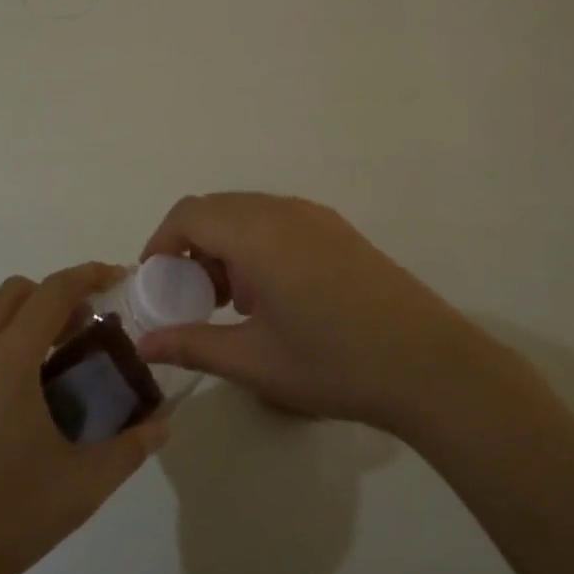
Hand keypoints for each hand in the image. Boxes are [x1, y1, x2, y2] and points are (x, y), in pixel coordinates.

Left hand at [0, 263, 168, 573]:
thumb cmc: (8, 517)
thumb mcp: (83, 485)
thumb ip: (130, 448)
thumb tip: (163, 424)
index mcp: (9, 361)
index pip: (53, 291)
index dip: (90, 275)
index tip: (120, 278)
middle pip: (17, 291)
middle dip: (57, 293)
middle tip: (90, 323)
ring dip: (31, 319)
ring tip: (66, 358)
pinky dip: (10, 345)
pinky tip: (32, 396)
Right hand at [136, 193, 486, 433]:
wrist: (428, 364)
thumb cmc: (333, 363)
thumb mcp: (255, 361)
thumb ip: (194, 344)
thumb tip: (145, 344)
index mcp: (257, 233)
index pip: (189, 214)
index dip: (161, 243)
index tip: (155, 283)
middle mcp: (283, 210)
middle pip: (217, 209)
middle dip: (192, 246)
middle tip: (193, 297)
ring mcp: (315, 216)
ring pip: (248, 213)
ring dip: (226, 246)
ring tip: (234, 302)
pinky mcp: (337, 229)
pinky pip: (278, 220)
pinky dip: (256, 244)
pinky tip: (273, 296)